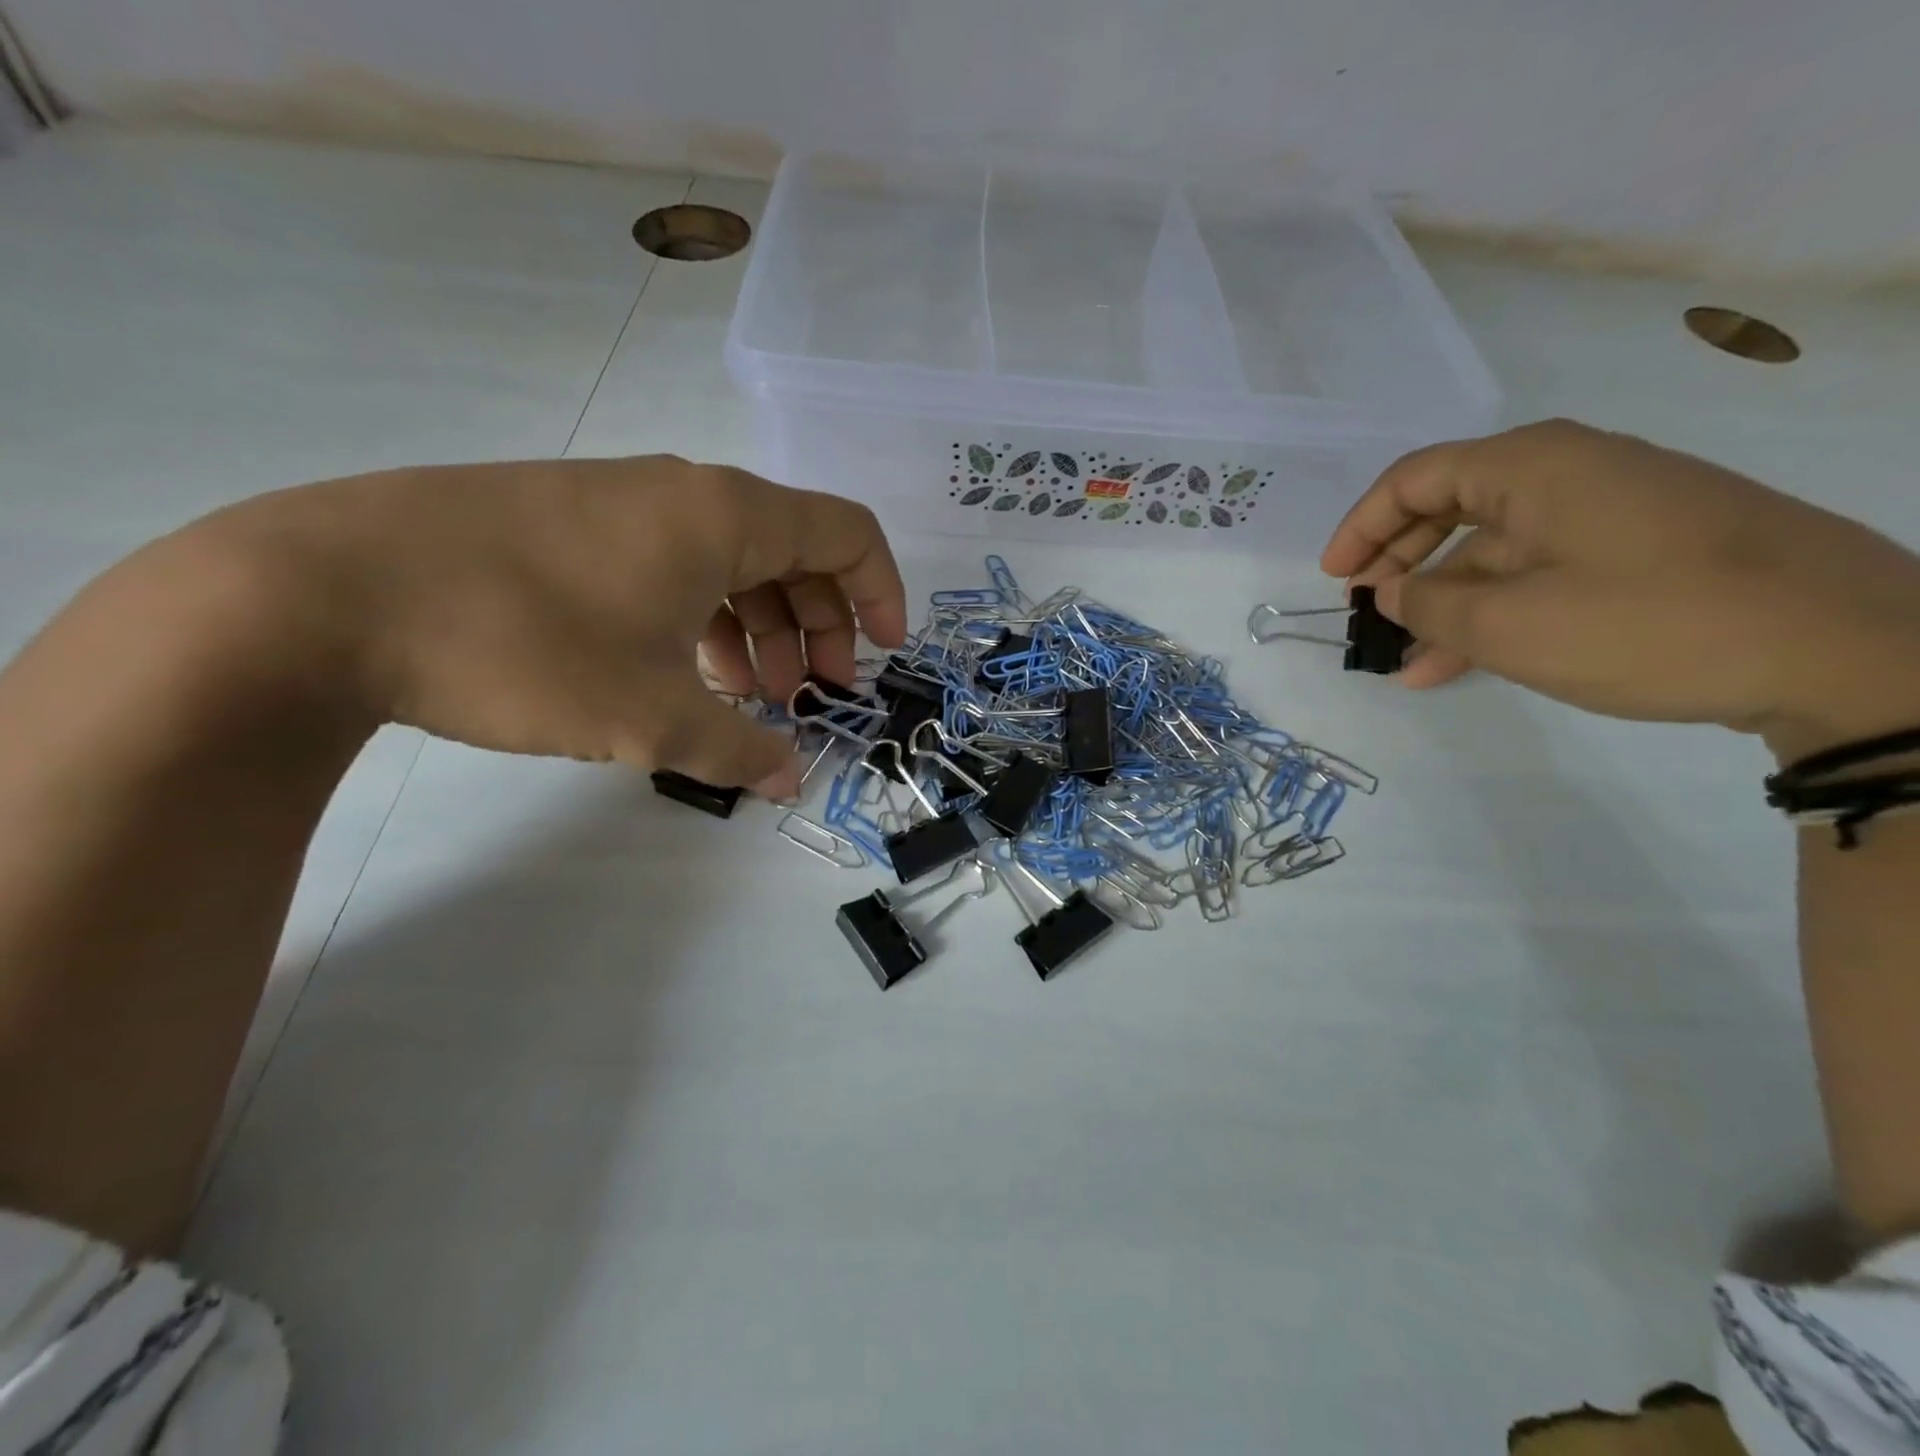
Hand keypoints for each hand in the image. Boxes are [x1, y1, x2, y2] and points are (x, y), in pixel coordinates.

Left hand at [216, 456, 906, 796]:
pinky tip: (682, 671)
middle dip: (820, 626)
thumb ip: (737, 751)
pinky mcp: (570, 523)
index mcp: (724, 516)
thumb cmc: (523, 644)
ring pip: (731, 561)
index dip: (881, 593)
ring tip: (750, 696)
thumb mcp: (650, 716)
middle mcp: (684, 493)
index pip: (846, 532)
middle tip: (813, 695)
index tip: (884, 654)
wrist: (322, 594)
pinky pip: (673, 565)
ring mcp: (622, 503)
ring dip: (760, 629)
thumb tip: (788, 783)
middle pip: (794, 550)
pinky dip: (703, 618)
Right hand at [1320, 419, 1919, 758]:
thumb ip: (1430, 605)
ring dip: (1442, 600)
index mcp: (1533, 466)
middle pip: (1451, 506)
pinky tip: (1463, 661)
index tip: (1335, 579)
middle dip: (1398, 562)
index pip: (1415, 479)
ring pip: (1494, 548)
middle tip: (1364, 611)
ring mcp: (1612, 510)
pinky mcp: (1644, 548)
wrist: (1849, 649)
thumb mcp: (1511, 625)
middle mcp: (1570, 472)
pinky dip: (1493, 609)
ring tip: (1406, 660)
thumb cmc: (1652, 622)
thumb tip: (1393, 591)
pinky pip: (1539, 569)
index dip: (1362, 527)